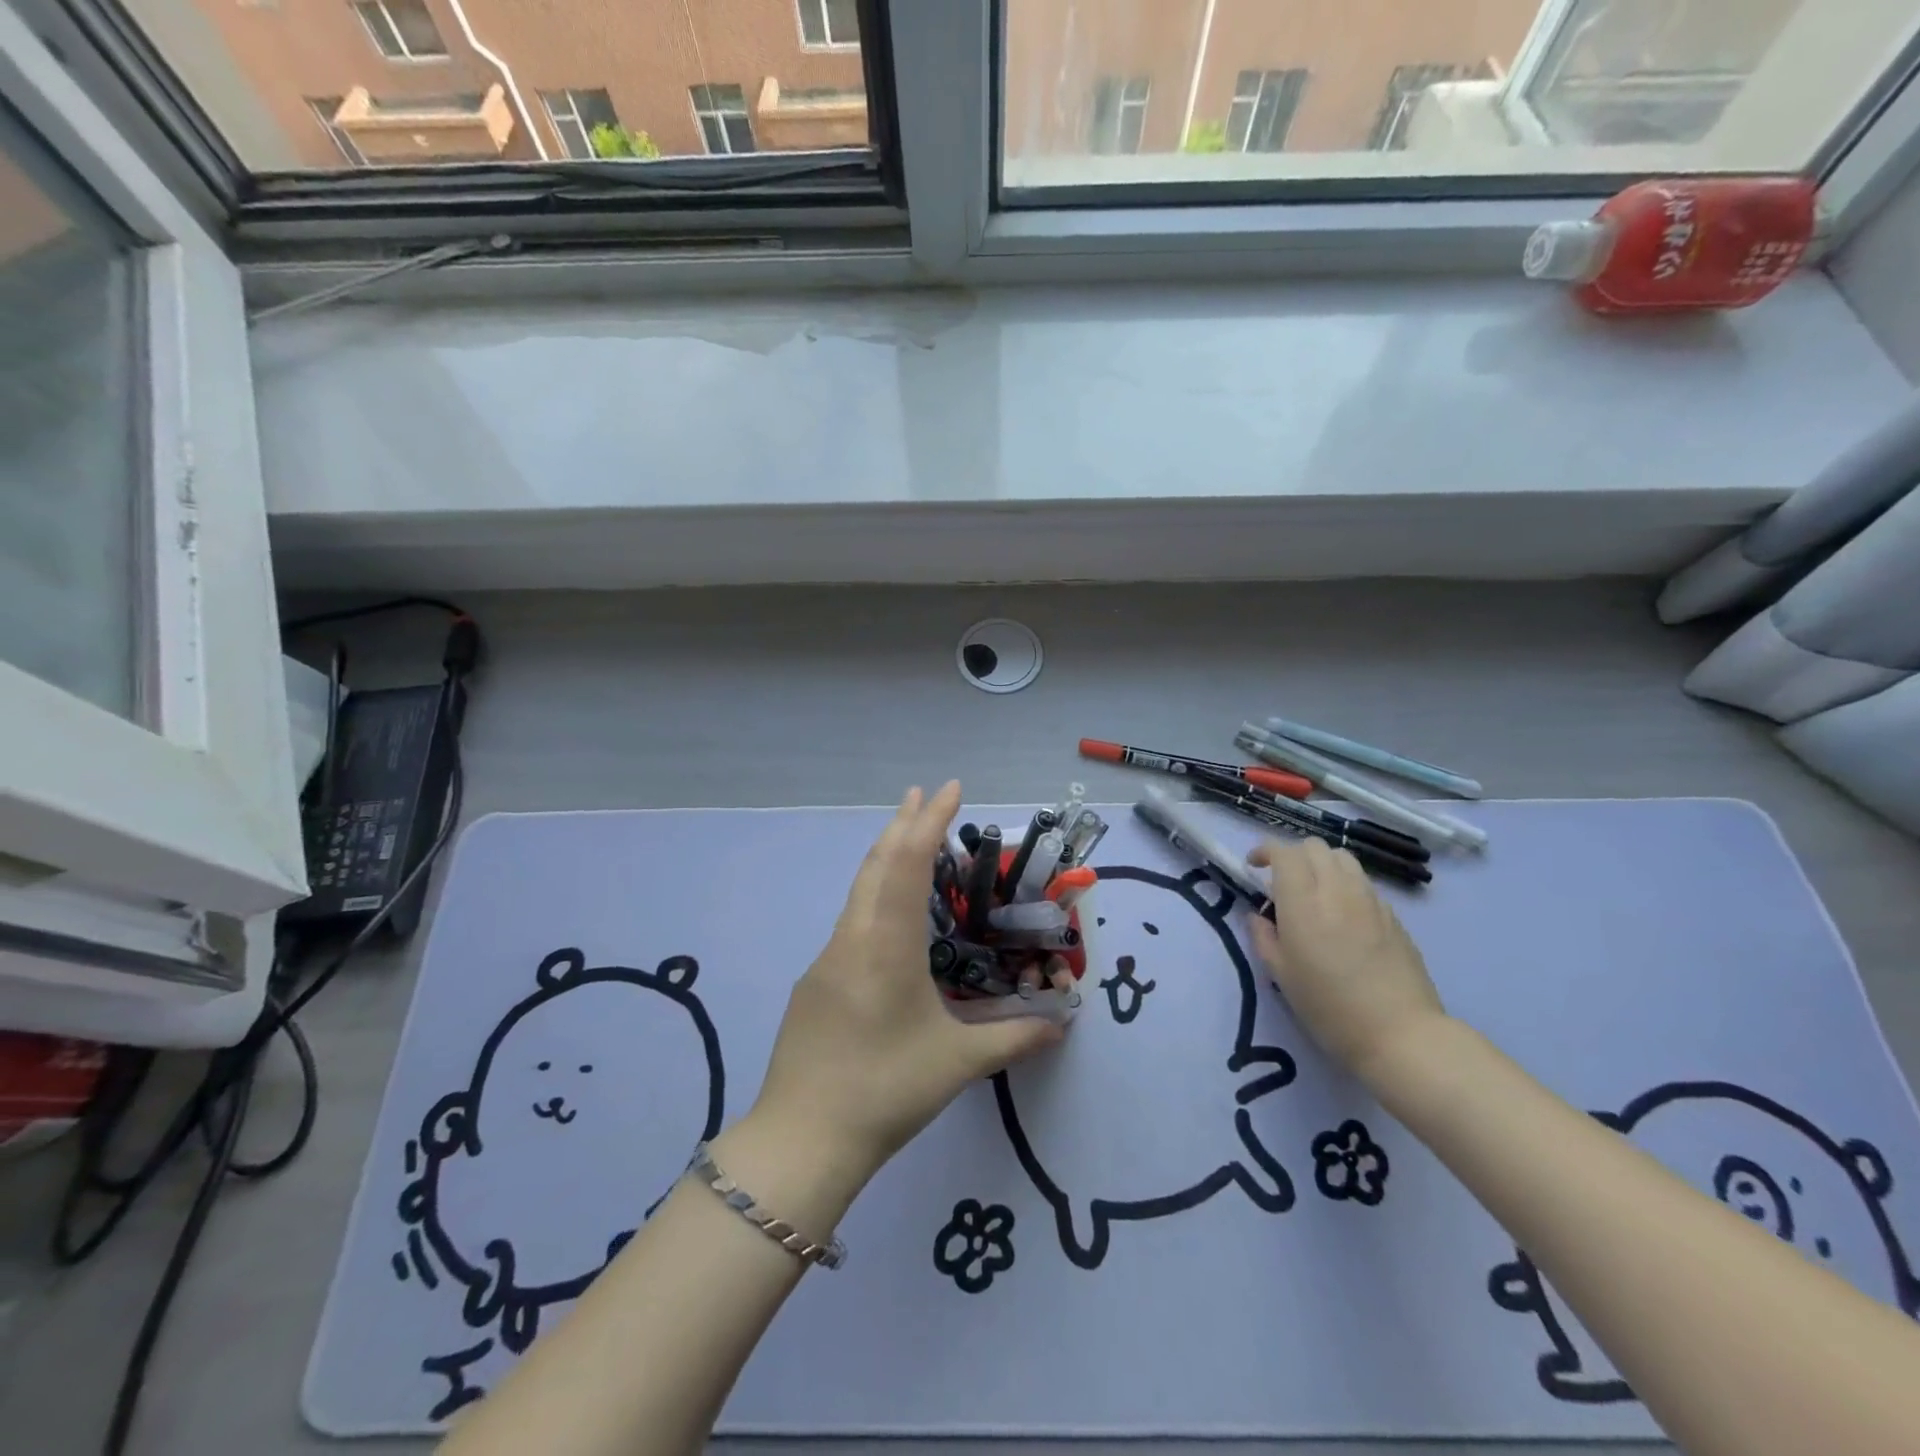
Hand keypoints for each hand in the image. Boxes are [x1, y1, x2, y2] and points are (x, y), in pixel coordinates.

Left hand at [751, 782, 1065, 1181]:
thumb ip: (1014, 1038)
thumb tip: (1062, 1023)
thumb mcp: (958, 1063)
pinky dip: (875, 894)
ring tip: (908, 838)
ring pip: (859, 890)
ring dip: (885, 856)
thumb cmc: (884, 1090)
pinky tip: (888, 916)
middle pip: (876, 864)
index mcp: (886, 944)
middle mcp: (852, 938)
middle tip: (925, 794)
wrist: (800, 1139)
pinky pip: (851, 919)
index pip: (908, 863)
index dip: (929, 821)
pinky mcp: (815, 982)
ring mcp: (827, 958)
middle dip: (903, 824)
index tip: (950, 789)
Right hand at [1247, 838, 1447, 1081]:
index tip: (1253, 867)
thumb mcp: (1281, 976)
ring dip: (1322, 864)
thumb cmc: (1329, 1009)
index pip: (1284, 853)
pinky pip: (1364, 883)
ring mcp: (1370, 901)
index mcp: (1303, 904)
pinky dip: (1346, 885)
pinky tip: (1343, 915)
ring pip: (1343, 858)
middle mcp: (1337, 891)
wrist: (1401, 1035)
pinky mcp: (1394, 916)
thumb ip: (1264, 938)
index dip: (1265, 851)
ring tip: (1314, 891)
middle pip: (1315, 846)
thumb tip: (1259, 916)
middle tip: (1281, 881)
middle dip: (1293, 855)